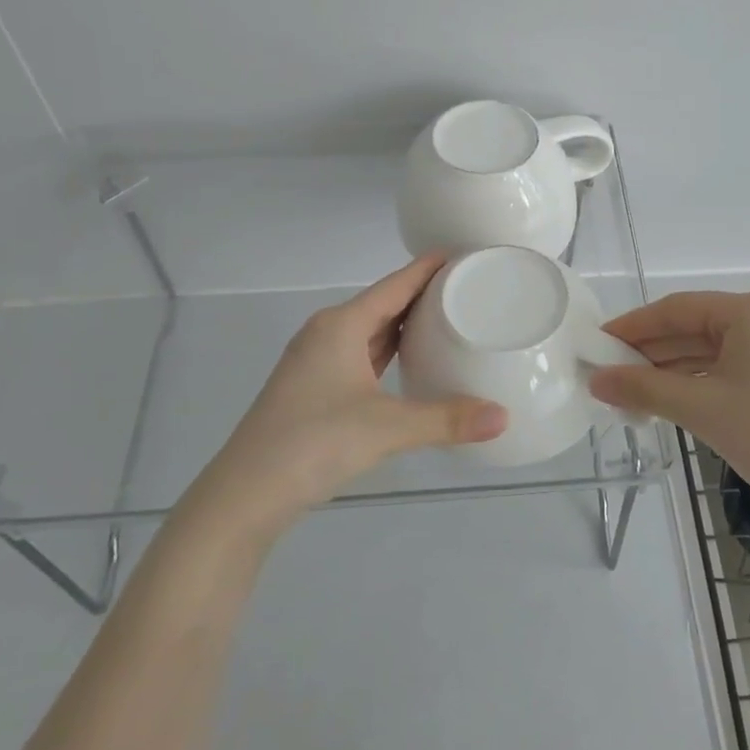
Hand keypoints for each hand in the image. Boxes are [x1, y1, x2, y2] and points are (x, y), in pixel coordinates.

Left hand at [201, 255, 506, 531]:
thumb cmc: (314, 443)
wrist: (245, 494)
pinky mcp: (314, 389)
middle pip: (383, 303)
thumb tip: (503, 417)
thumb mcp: (387, 428)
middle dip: (423, 294)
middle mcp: (327, 334)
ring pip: (370, 331)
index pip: (395, 284)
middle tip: (468, 288)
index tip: (463, 254)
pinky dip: (388, 351)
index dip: (428, 268)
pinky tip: (410, 362)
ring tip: (448, 319)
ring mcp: (316, 362)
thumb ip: (446, 419)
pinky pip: (361, 355)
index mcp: (341, 325)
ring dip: (405, 324)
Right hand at [588, 290, 749, 515]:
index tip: (599, 344)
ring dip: (678, 366)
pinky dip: (707, 376)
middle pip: (699, 325)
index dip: (634, 327)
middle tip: (611, 371)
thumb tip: (596, 381)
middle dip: (654, 350)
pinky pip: (740, 360)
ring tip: (635, 388)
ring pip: (719, 345)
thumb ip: (643, 389)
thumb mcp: (701, 410)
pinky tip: (677, 393)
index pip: (679, 309)